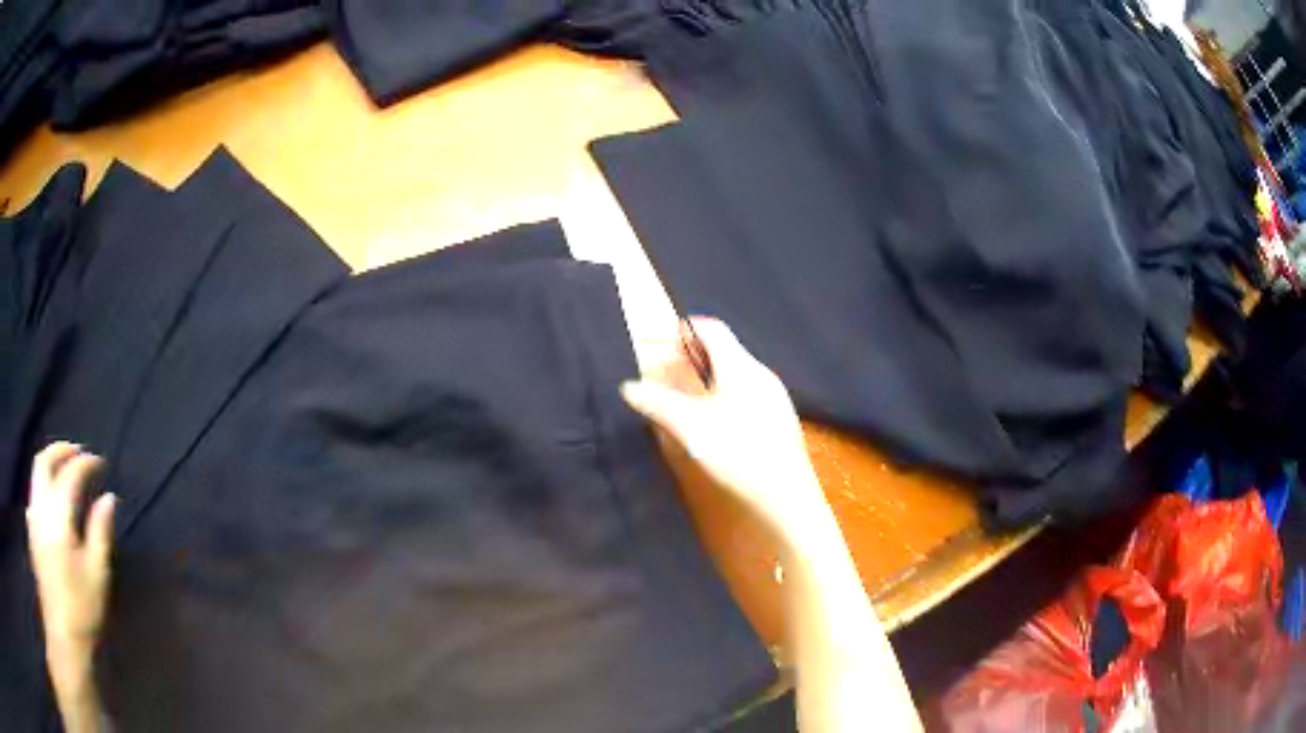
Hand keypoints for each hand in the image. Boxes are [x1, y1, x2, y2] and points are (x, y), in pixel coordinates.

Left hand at [26, 442, 115, 657]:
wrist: (62, 631)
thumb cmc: (81, 607)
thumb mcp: (96, 575)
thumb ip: (100, 532)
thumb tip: (108, 498)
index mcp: (58, 517)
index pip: (70, 475)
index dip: (85, 464)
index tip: (100, 463)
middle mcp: (41, 507)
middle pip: (45, 461)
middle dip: (61, 450)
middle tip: (78, 452)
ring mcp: (33, 515)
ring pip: (36, 472)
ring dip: (50, 461)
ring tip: (65, 467)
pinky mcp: (31, 527)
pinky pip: (34, 491)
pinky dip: (43, 482)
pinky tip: (50, 497)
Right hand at [621, 318, 832, 540]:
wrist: (786, 496)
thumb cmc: (738, 453)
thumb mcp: (691, 427)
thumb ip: (658, 403)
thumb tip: (628, 386)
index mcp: (741, 366)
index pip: (711, 329)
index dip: (682, 330)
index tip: (656, 340)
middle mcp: (760, 374)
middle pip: (721, 351)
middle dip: (687, 356)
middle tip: (660, 372)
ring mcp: (773, 398)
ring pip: (733, 374)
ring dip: (703, 378)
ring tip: (679, 397)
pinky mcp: (778, 421)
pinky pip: (744, 394)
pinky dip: (719, 395)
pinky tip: (710, 422)